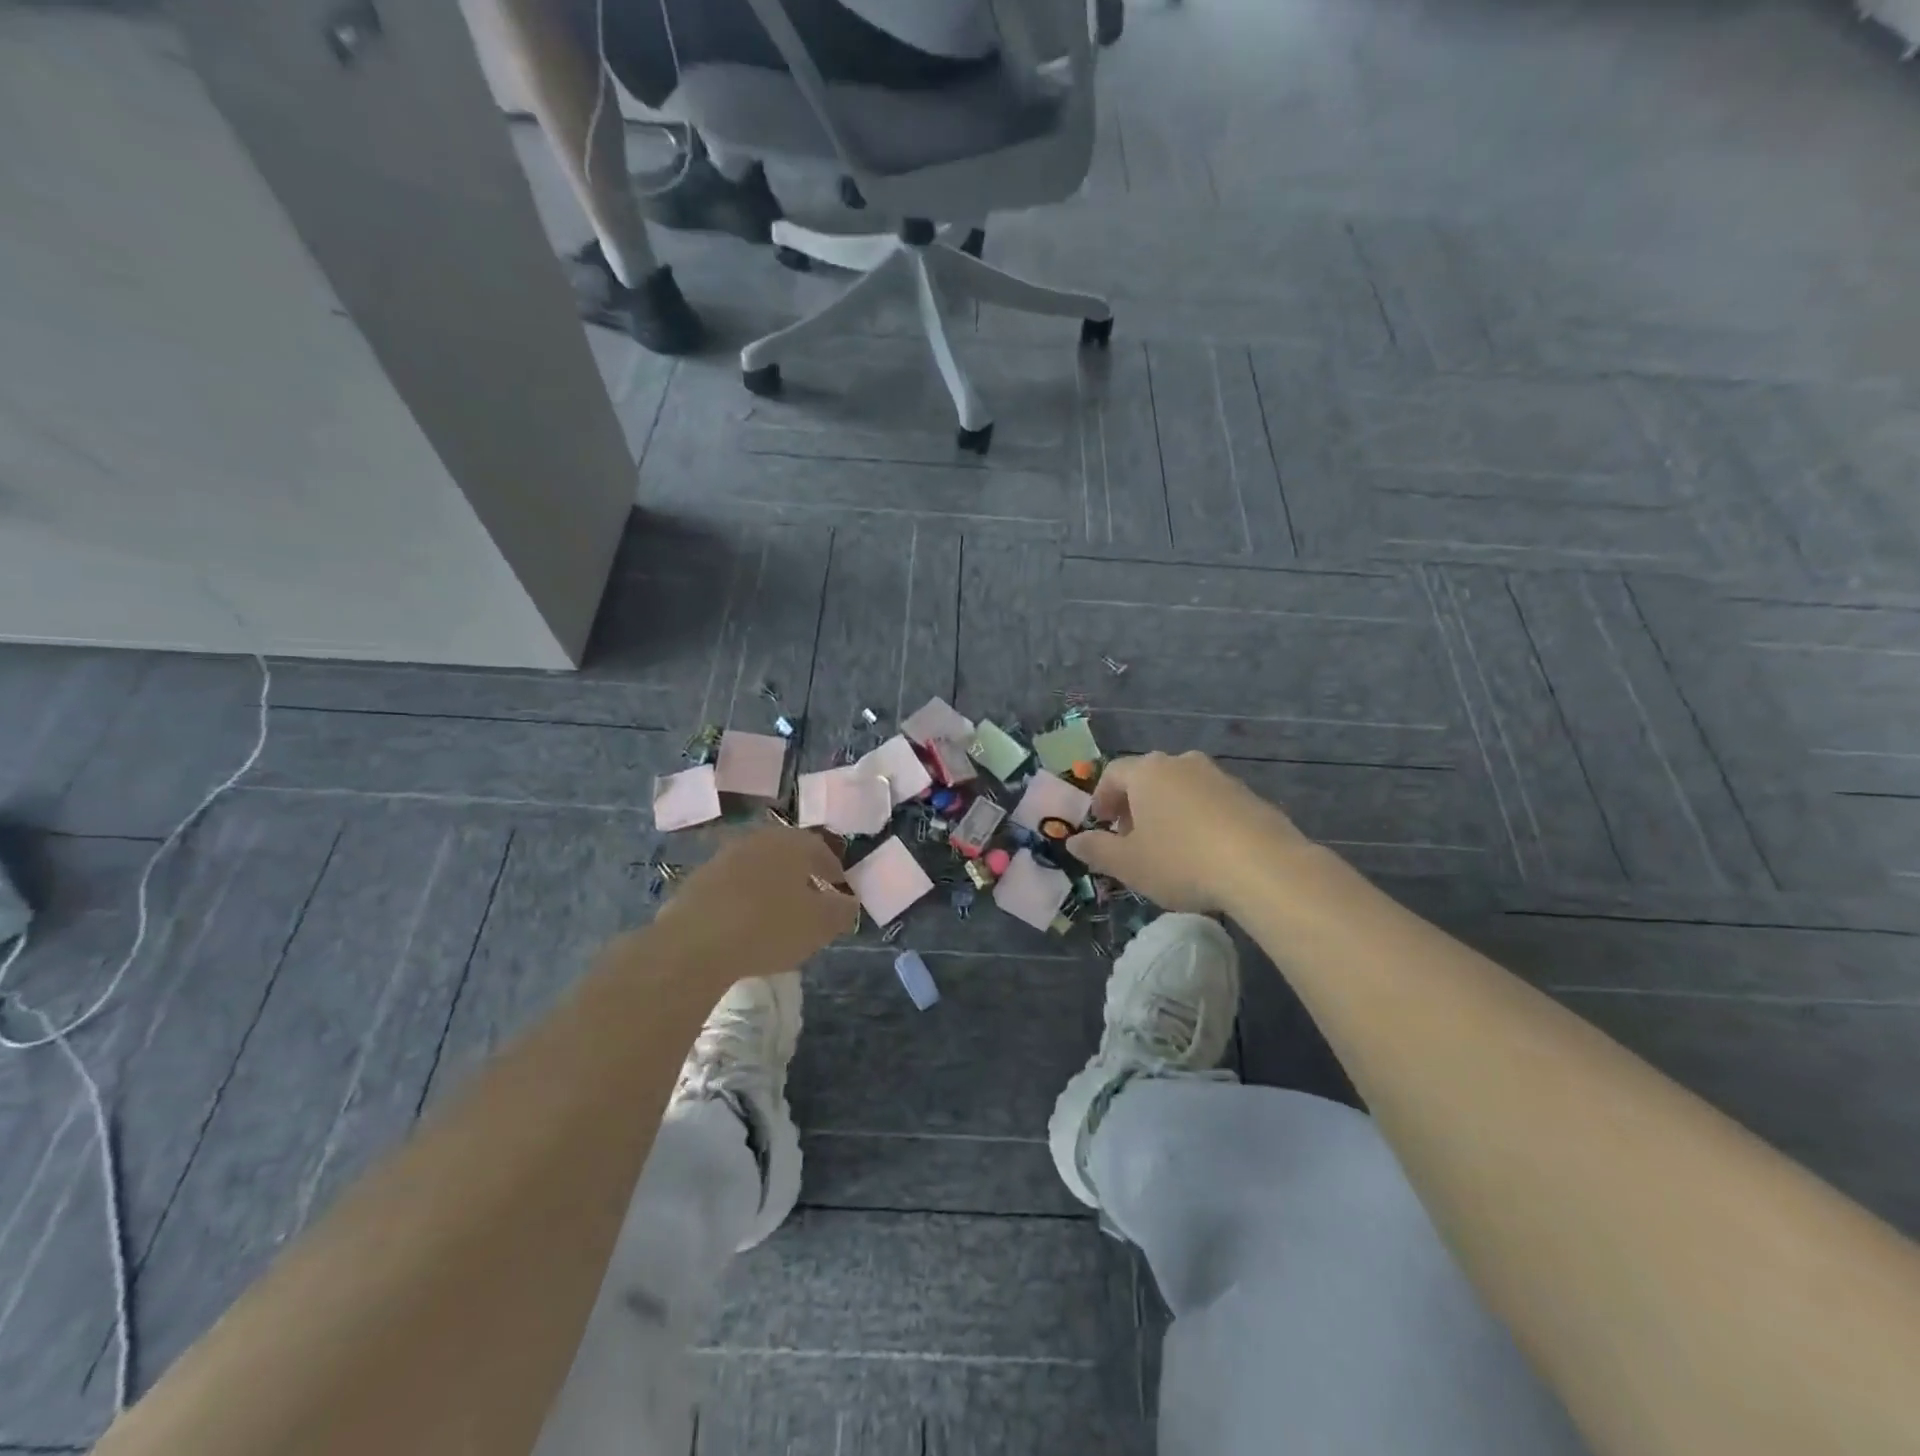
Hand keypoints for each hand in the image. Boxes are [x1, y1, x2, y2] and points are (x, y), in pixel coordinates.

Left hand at [656, 826, 857, 982]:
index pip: (819, 848)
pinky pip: (730, 887)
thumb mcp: (819, 925)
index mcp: (790, 843)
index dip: (832, 869)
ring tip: (776, 914)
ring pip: (756, 868)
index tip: (839, 888)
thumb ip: (841, 911)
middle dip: (800, 874)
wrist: (694, 944)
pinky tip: (744, 925)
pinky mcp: (696, 882)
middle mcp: (756, 841)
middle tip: (810, 898)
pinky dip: (742, 900)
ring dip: (769, 886)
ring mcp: (722, 858)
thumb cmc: (769, 927)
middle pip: (785, 854)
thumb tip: (849, 902)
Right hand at [1069, 752, 1312, 914]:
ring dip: (1167, 812)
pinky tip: (1204, 852)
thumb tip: (1074, 841)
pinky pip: (1211, 802)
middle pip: (1148, 778)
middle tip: (1130, 838)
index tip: (1101, 824)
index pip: (1113, 774)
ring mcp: (1219, 776)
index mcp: (1147, 772)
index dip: (1101, 798)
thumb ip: (1097, 850)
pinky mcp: (1249, 796)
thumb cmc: (1181, 861)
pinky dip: (1198, 819)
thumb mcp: (1128, 864)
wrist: (1263, 867)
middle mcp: (1182, 763)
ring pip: (1181, 789)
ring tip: (1168, 847)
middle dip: (1134, 806)